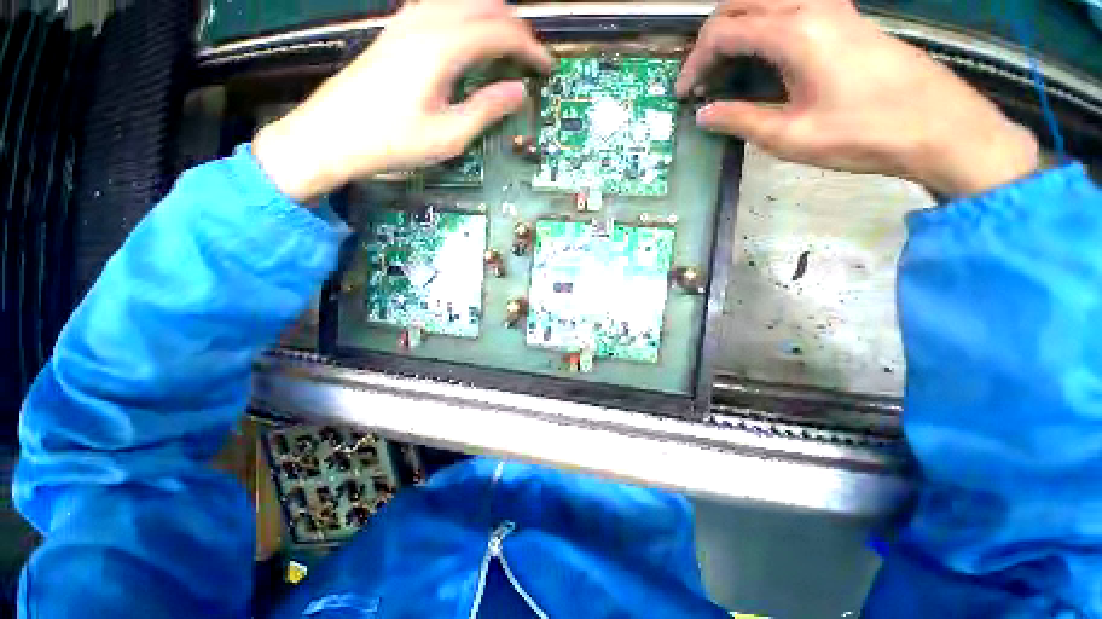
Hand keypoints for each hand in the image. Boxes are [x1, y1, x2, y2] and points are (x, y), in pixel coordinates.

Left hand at [254, 0, 552, 201]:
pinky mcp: (397, 29)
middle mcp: (426, 21)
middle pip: (485, 3)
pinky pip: (442, 6)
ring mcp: (407, 20)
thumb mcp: (448, 135)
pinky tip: (470, 38)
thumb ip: (487, 109)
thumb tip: (518, 92)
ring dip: (492, 17)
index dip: (531, 48)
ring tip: (508, 46)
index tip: (547, 67)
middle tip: (531, 56)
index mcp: (442, 46)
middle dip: (516, 26)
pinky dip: (467, 17)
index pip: (501, 31)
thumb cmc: (391, 140)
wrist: (331, 134)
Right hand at [676, 0, 1039, 196]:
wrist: (939, 125)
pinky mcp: (845, 16)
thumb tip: (704, 114)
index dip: (695, 63)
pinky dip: (763, 26)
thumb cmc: (862, 133)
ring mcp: (832, 6)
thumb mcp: (790, 136)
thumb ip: (740, 120)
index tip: (684, 94)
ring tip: (726, 67)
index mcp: (794, 32)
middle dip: (710, 37)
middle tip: (701, 76)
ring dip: (736, 27)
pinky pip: (789, 6)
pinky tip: (762, 58)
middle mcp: (810, 6)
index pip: (723, 31)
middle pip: (740, 1)